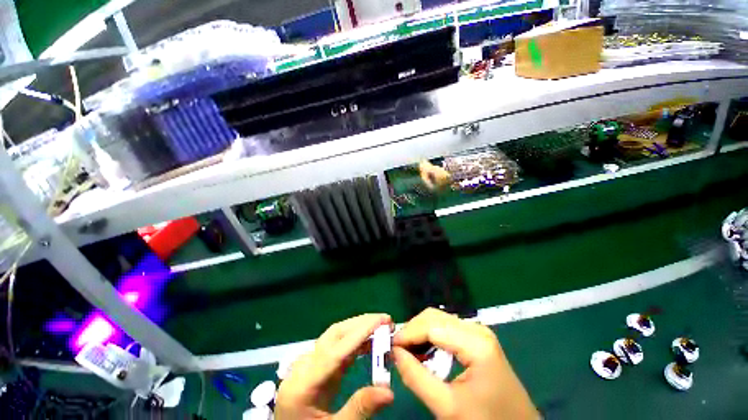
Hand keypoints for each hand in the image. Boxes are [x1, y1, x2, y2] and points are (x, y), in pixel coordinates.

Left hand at [276, 314, 394, 419]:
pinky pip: (337, 347)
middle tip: (386, 321)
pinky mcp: (316, 365)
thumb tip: (389, 391)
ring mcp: (309, 364)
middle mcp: (303, 367)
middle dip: (361, 324)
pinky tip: (369, 342)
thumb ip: (359, 409)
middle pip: (333, 335)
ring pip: (335, 336)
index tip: (381, 321)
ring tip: (381, 327)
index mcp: (302, 385)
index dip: (359, 334)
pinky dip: (355, 341)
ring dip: (359, 328)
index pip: (334, 351)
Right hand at [392, 308, 537, 419]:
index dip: (408, 334)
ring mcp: (478, 332)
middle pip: (434, 317)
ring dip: (420, 332)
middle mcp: (477, 329)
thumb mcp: (448, 407)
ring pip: (439, 320)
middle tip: (397, 349)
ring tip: (408, 352)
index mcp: (475, 342)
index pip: (431, 326)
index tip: (390, 347)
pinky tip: (425, 352)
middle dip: (413, 330)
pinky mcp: (477, 339)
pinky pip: (447, 328)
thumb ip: (417, 377)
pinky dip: (431, 336)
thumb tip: (395, 353)